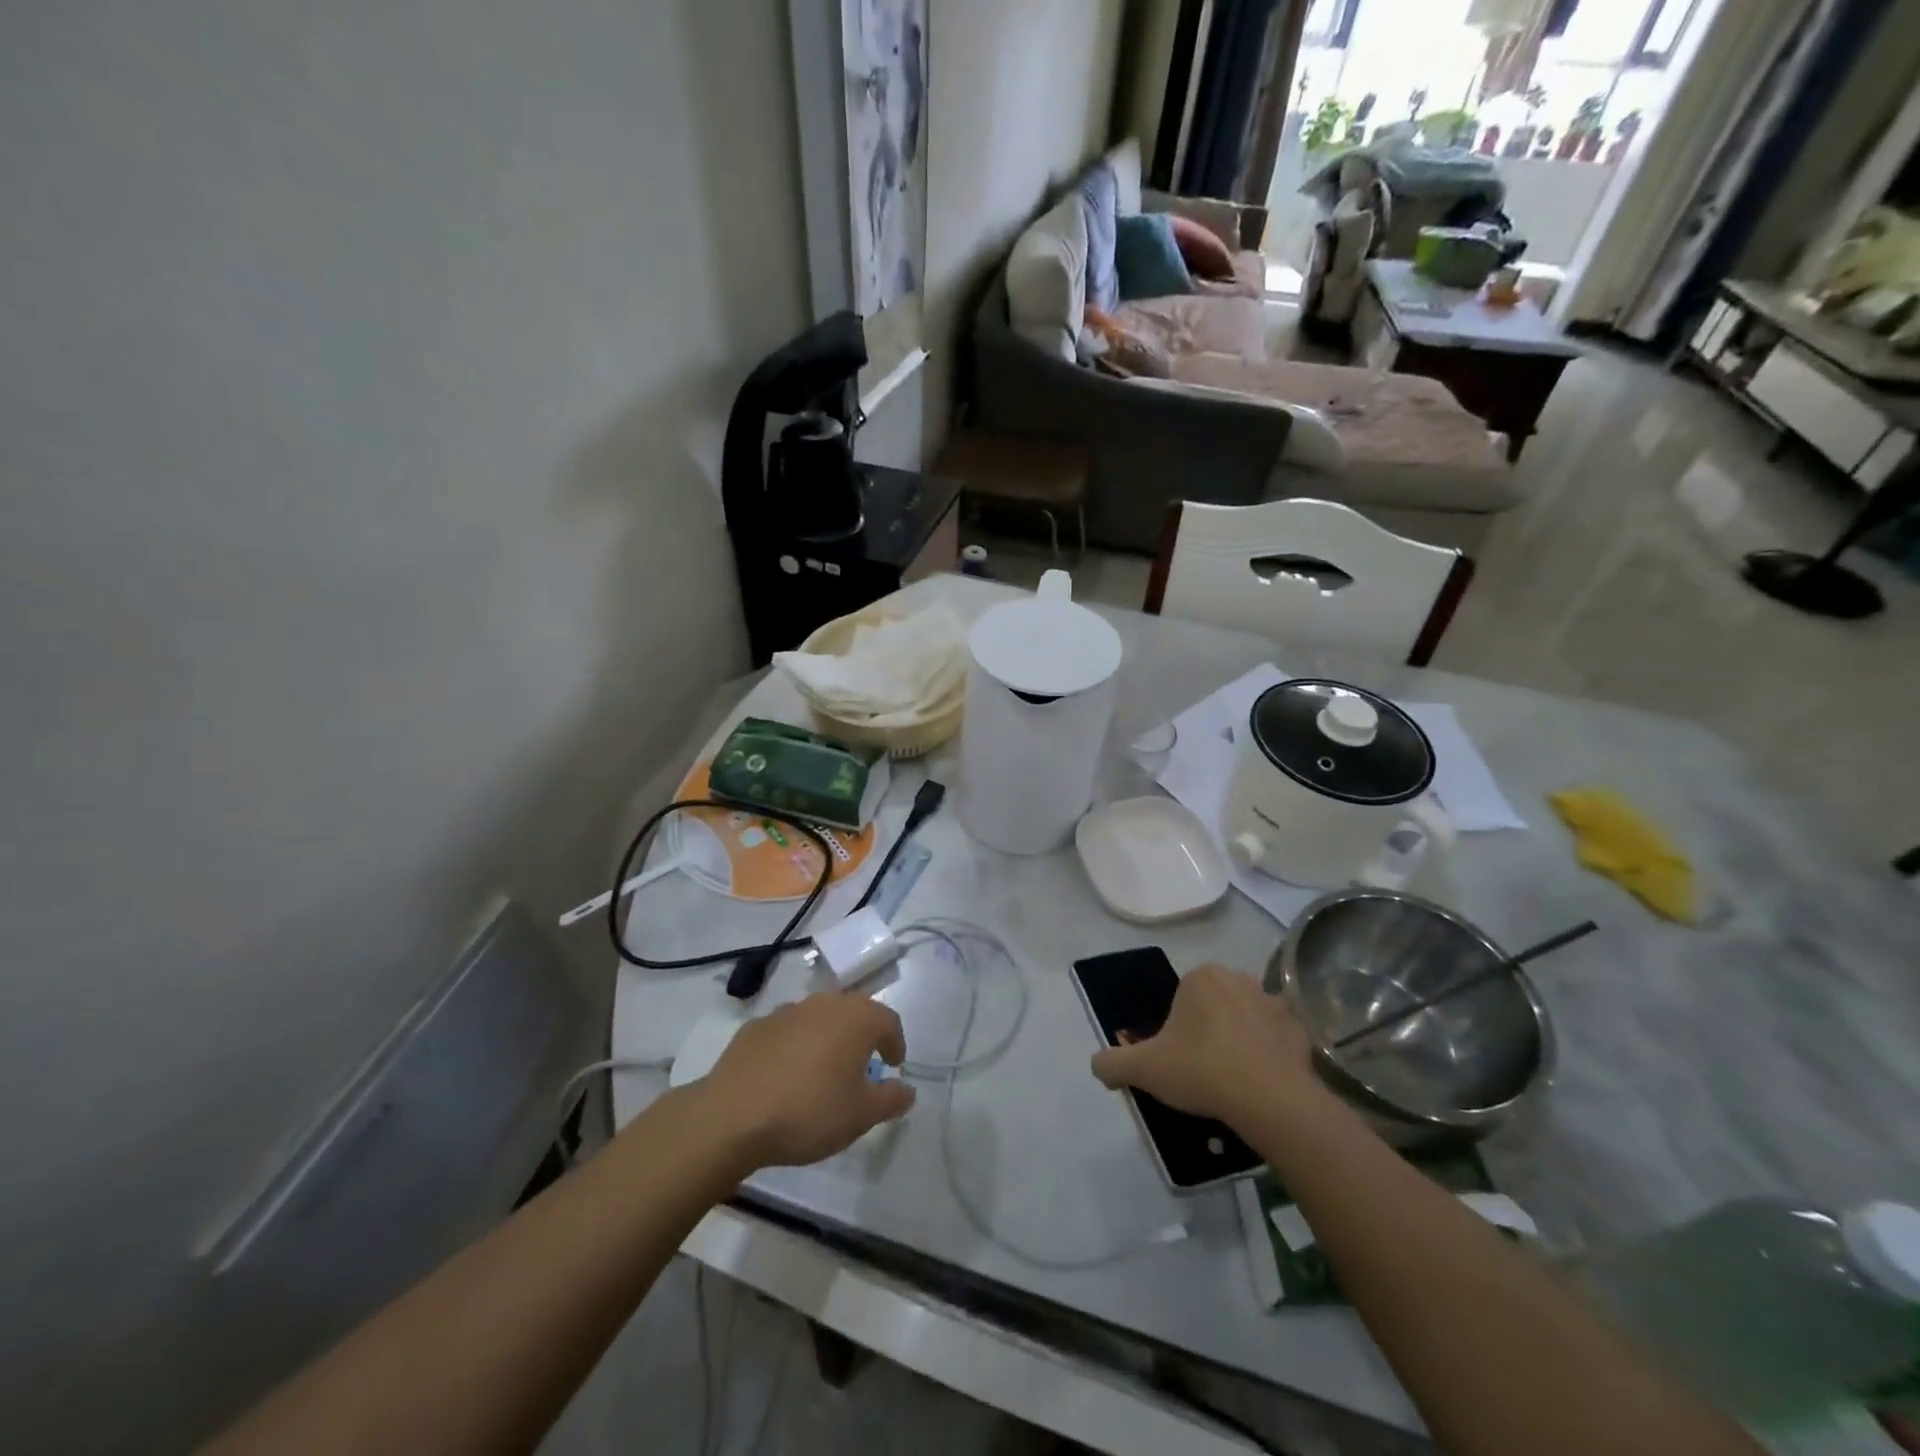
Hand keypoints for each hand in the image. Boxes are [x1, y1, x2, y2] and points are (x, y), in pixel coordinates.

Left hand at [696, 993, 915, 1170]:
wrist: (732, 1116)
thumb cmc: (810, 1112)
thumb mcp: (861, 1116)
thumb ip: (891, 1099)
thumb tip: (907, 1089)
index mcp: (856, 1018)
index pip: (888, 1020)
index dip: (895, 1042)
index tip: (893, 1066)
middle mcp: (823, 1004)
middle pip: (853, 1012)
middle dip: (862, 1035)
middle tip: (863, 1066)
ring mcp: (786, 1012)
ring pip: (818, 1018)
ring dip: (827, 1037)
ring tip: (823, 1071)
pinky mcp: (755, 1027)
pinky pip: (787, 1031)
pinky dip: (794, 1046)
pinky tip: (786, 1075)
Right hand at [1090, 964, 1325, 1131]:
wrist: (1270, 1100)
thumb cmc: (1201, 1070)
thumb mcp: (1144, 1069)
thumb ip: (1112, 1063)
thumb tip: (1097, 1065)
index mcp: (1201, 977)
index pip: (1183, 998)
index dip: (1178, 1029)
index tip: (1180, 1059)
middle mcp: (1239, 978)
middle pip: (1215, 1005)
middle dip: (1209, 1030)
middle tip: (1203, 1070)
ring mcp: (1274, 1003)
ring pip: (1247, 1019)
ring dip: (1240, 1040)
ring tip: (1234, 1081)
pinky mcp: (1300, 1031)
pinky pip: (1277, 1040)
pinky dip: (1270, 1056)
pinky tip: (1261, 1084)